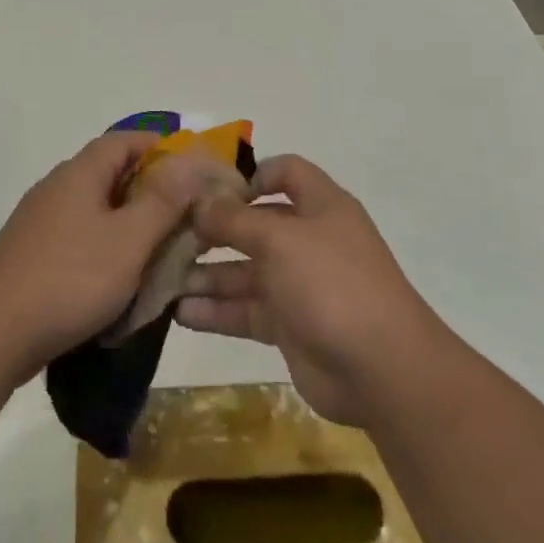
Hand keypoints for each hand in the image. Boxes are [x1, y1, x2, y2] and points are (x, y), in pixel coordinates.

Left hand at [0, 133, 207, 385]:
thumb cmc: (69, 279)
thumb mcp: (128, 240)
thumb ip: (162, 201)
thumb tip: (188, 160)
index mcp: (80, 173)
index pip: (125, 140)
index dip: (160, 147)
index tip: (192, 171)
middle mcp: (57, 187)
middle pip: (110, 173)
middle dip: (150, 190)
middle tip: (184, 216)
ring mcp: (39, 222)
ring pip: (95, 208)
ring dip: (128, 222)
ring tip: (158, 250)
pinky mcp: (30, 254)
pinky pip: (78, 237)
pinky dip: (105, 247)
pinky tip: (118, 278)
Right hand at [177, 154, 447, 425]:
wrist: (382, 369)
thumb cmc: (331, 283)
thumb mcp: (279, 239)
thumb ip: (235, 219)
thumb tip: (200, 200)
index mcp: (320, 206)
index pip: (286, 172)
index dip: (251, 175)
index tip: (210, 190)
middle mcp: (309, 239)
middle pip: (255, 224)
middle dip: (213, 230)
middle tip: (168, 236)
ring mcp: (299, 284)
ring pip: (245, 271)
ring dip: (206, 274)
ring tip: (162, 278)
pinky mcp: (290, 326)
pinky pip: (246, 310)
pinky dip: (216, 311)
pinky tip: (179, 314)